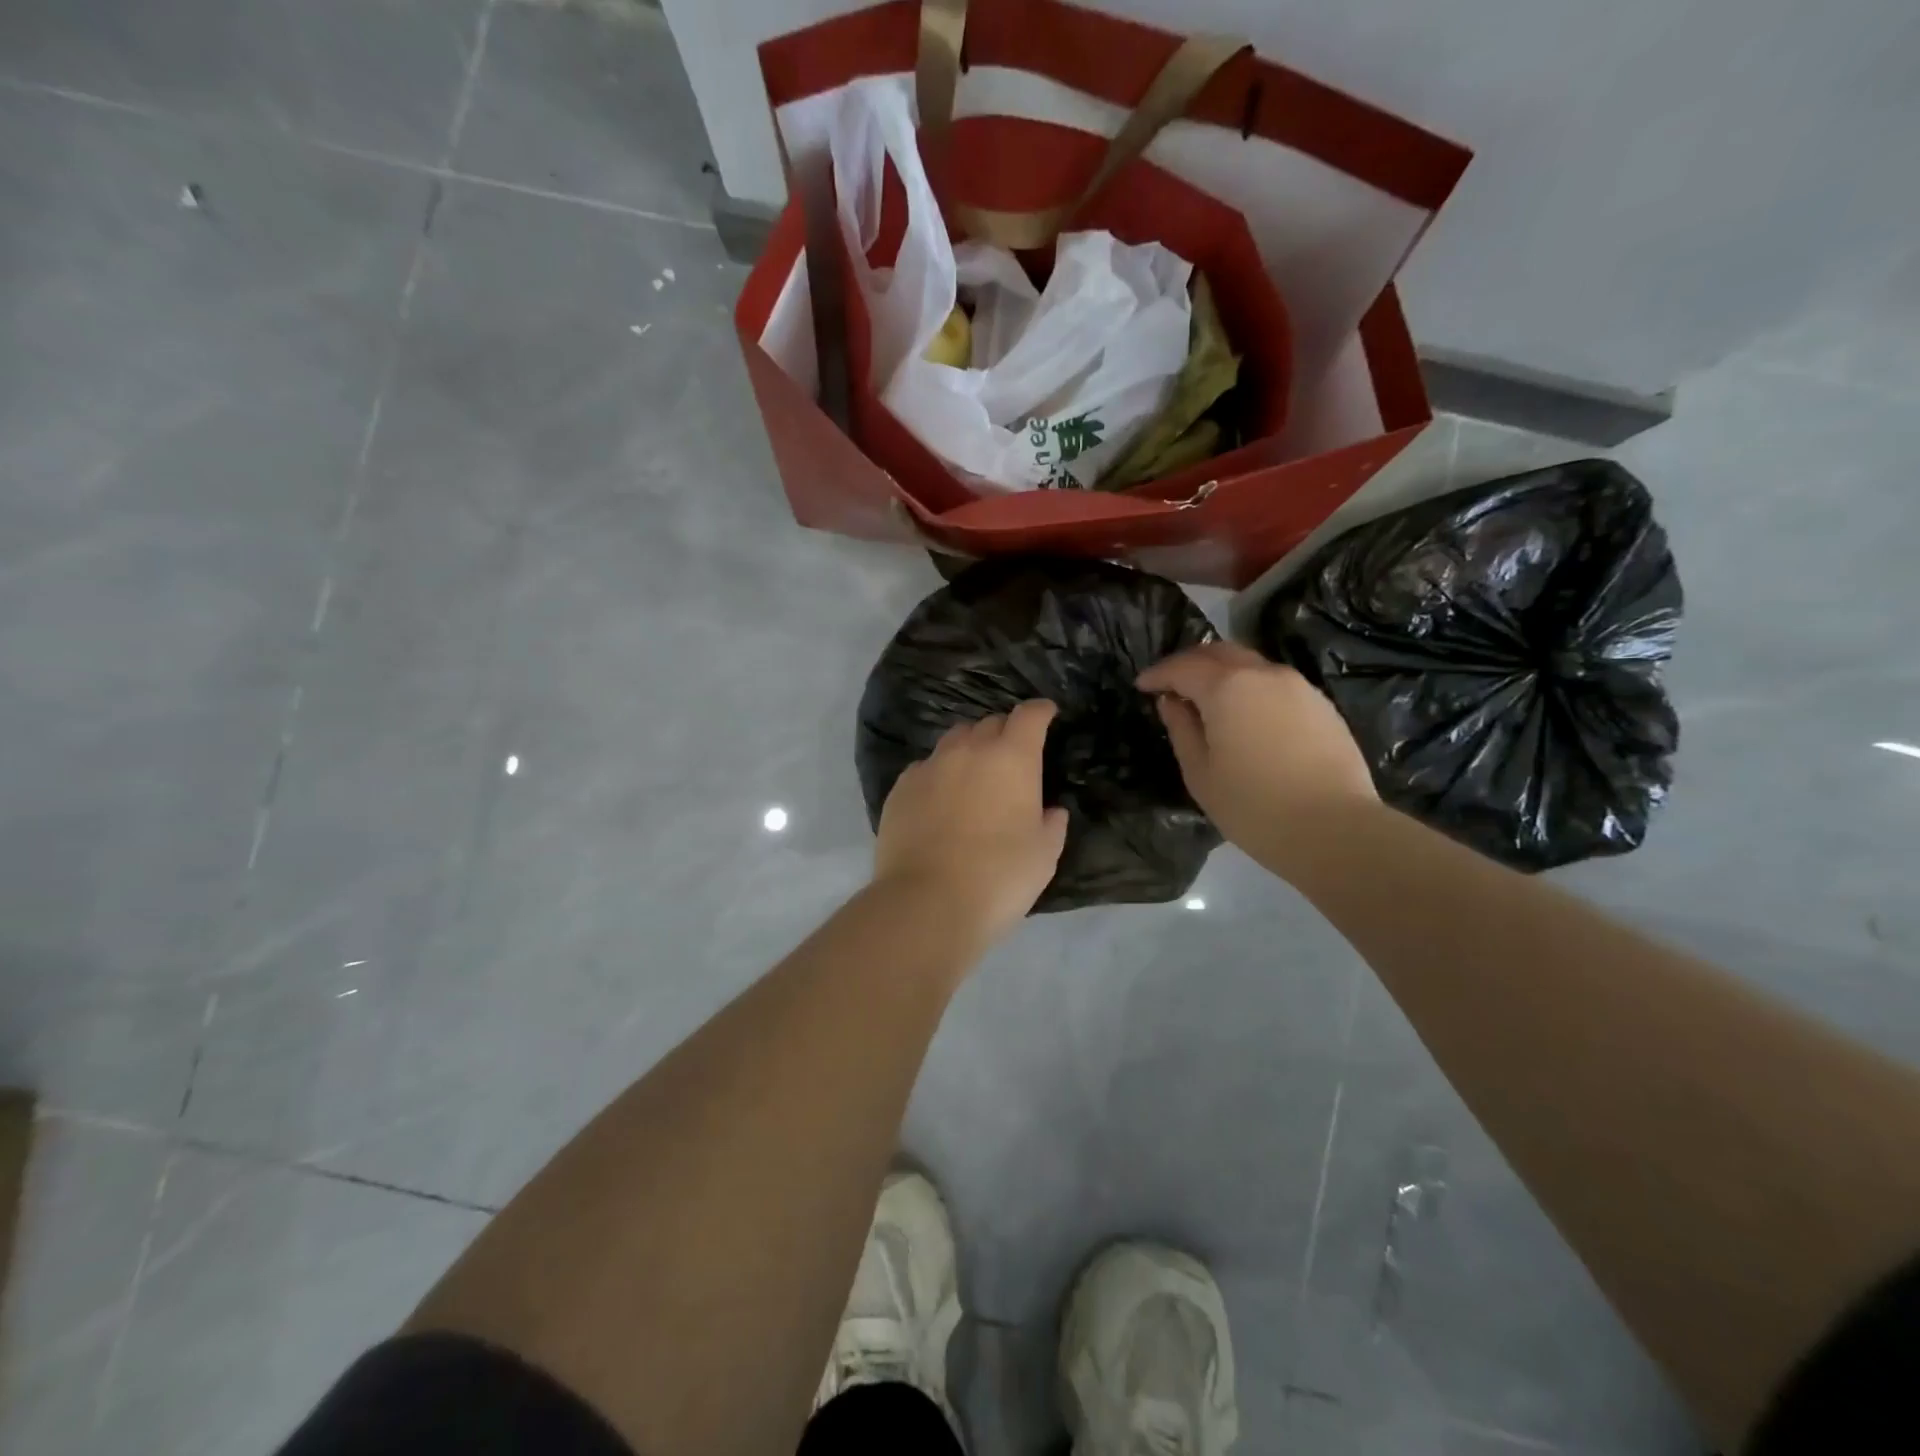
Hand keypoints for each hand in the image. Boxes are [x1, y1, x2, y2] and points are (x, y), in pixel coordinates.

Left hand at [872, 700, 1069, 945]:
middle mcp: (969, 750)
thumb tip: (1050, 810)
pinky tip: (940, 799)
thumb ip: (1051, 824)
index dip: (1040, 711)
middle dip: (1005, 732)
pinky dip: (939, 774)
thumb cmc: (999, 876)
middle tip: (1012, 757)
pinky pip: (925, 767)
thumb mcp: (1044, 854)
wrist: (927, 902)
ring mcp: (930, 766)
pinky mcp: (900, 788)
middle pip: (989, 723)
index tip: (1047, 714)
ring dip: (970, 748)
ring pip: (954, 740)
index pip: (1029, 716)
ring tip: (974, 774)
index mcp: (1011, 758)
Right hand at [1137, 643, 1376, 863]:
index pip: (1183, 667)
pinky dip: (1251, 688)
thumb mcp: (1200, 773)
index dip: (1158, 674)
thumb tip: (1171, 702)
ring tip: (1207, 699)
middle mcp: (1263, 674)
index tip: (1142, 685)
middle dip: (1190, 662)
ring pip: (1251, 664)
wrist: (1335, 829)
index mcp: (1227, 688)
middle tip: (1171, 683)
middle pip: (1219, 653)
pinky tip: (1246, 715)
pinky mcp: (1321, 705)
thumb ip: (1181, 729)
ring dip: (1223, 673)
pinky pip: (1275, 683)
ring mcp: (1298, 686)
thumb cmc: (1254, 806)